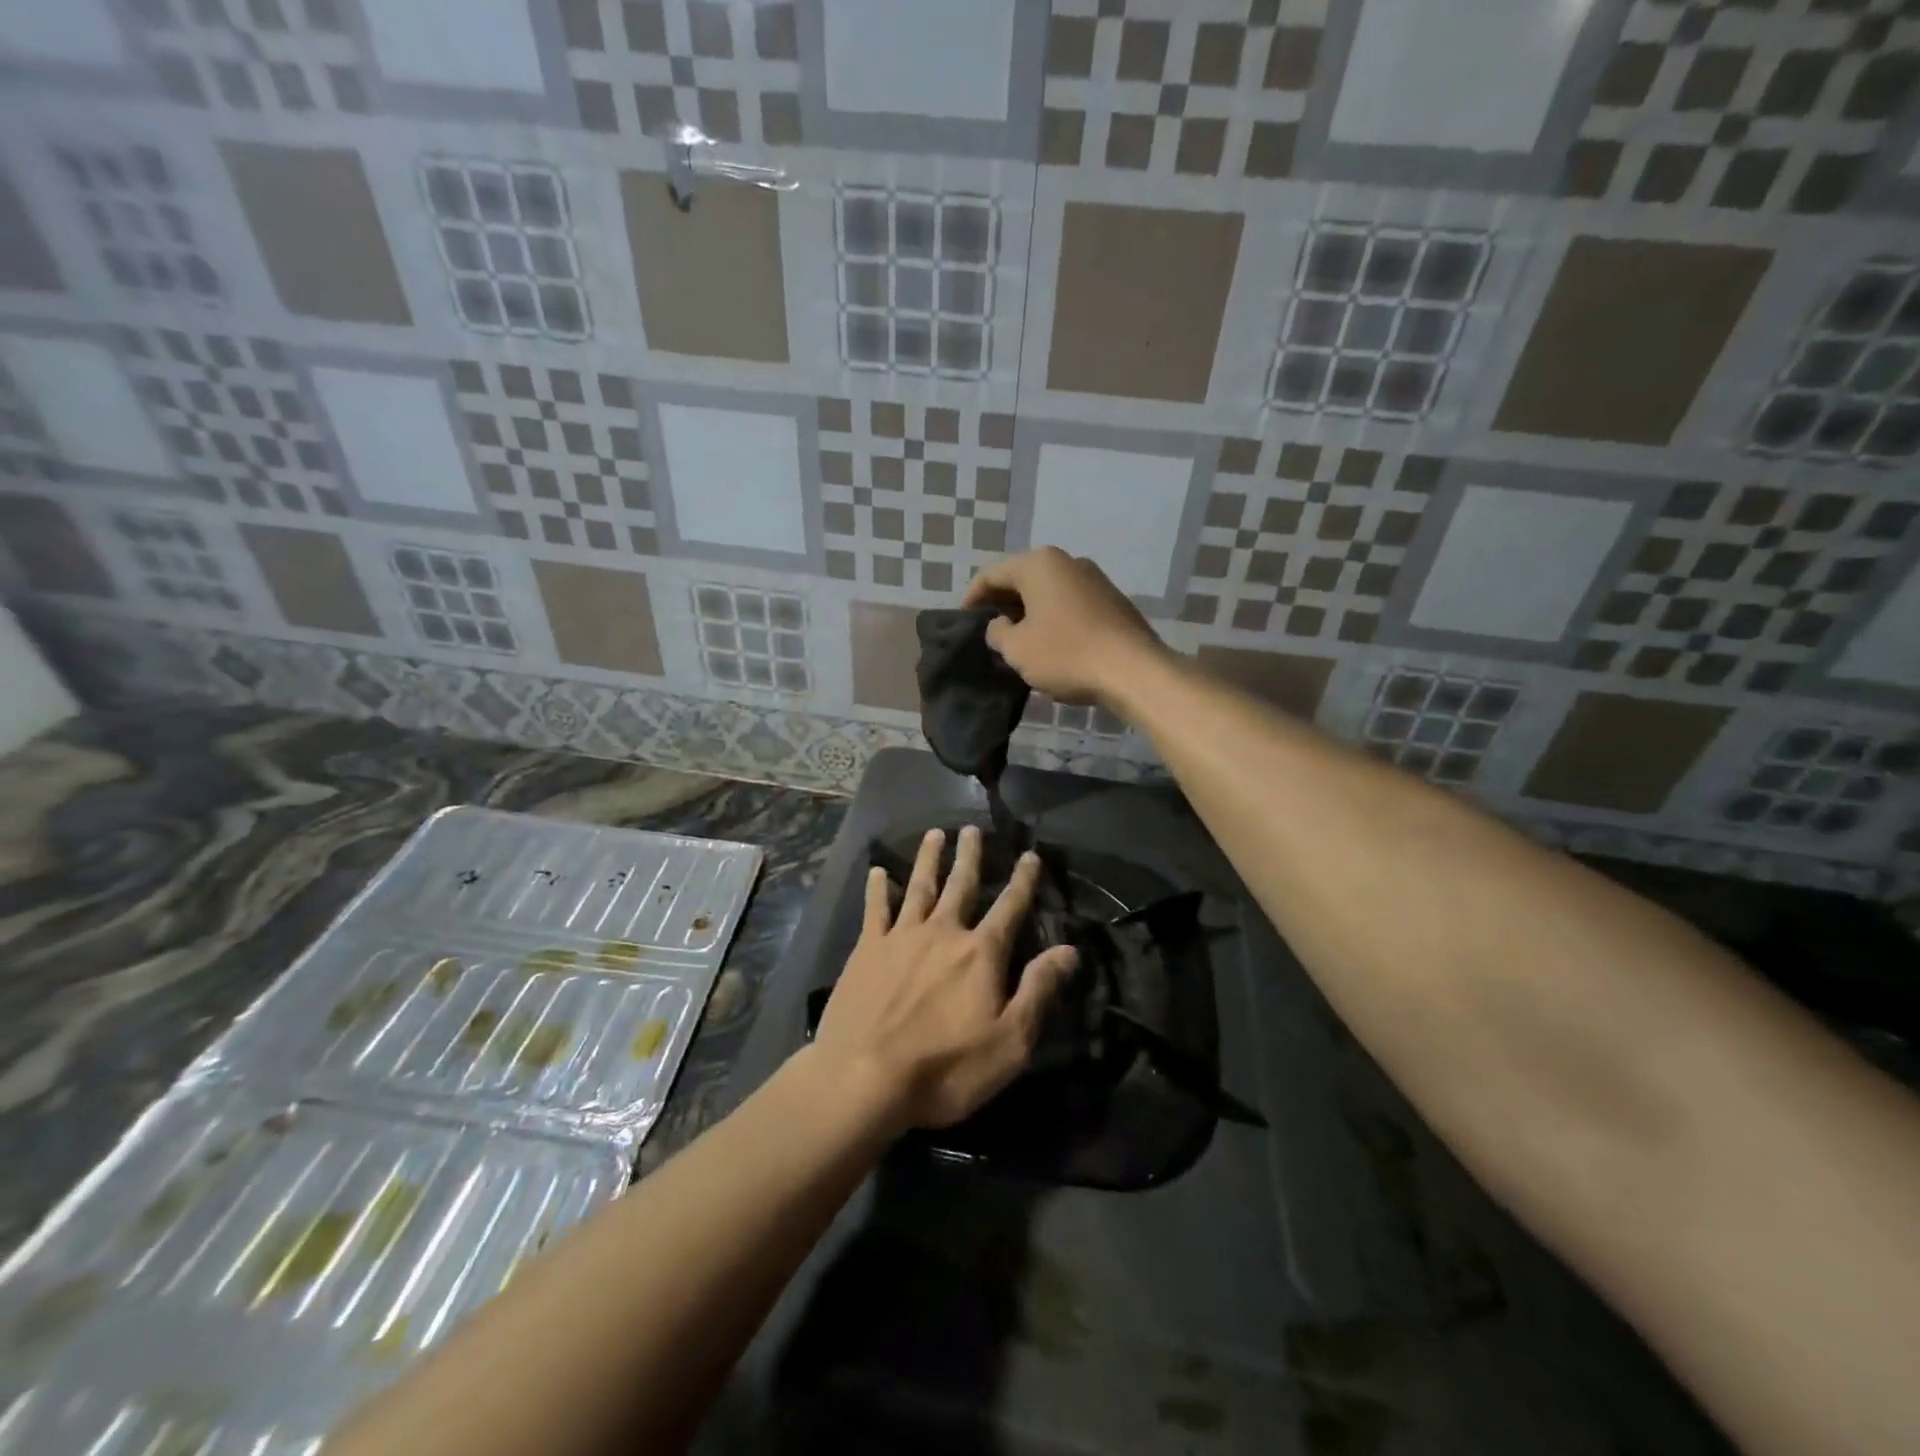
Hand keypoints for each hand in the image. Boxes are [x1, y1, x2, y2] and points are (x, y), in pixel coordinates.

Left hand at [813, 825, 1078, 1130]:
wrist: (864, 1078)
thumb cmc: (945, 1067)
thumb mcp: (1010, 1041)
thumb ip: (1039, 990)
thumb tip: (1069, 950)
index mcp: (980, 953)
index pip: (1010, 908)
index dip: (1023, 881)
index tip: (1030, 855)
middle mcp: (942, 932)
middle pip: (961, 885)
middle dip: (970, 856)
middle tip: (972, 828)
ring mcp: (901, 937)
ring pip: (920, 886)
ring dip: (929, 859)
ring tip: (935, 834)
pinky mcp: (867, 950)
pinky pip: (875, 909)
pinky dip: (878, 888)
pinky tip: (879, 871)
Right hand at [962, 547, 1164, 706]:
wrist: (1134, 671)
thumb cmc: (1066, 654)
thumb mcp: (1017, 649)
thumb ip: (997, 632)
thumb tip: (999, 625)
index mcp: (1039, 564)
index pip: (992, 573)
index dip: (972, 597)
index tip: (963, 621)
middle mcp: (1068, 561)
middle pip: (1022, 578)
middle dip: (1002, 604)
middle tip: (987, 631)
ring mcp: (1094, 579)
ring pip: (1048, 592)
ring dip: (1028, 613)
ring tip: (1016, 640)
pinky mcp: (1112, 602)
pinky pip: (1070, 604)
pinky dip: (1052, 619)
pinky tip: (1049, 645)